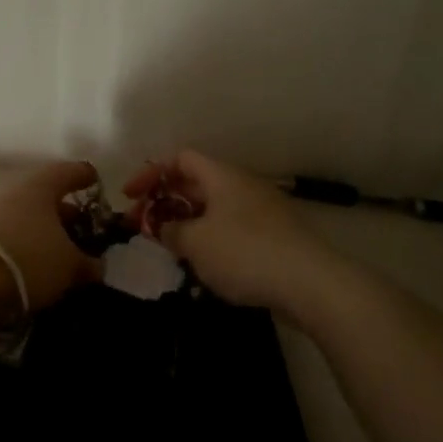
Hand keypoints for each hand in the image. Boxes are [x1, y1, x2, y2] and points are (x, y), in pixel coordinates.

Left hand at [0, 160, 104, 310]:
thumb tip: (95, 266)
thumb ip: (87, 264)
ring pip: (22, 213)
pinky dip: (18, 242)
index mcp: (42, 183)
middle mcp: (13, 187)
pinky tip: (25, 263)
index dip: (86, 177)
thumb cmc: (28, 257)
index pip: (71, 171)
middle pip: (44, 194)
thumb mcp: (69, 266)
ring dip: (39, 229)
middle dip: (63, 212)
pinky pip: (4, 231)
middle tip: (80, 231)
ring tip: (53, 254)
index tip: (95, 184)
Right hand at [121, 150, 328, 309]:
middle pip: (196, 183)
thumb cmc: (245, 253)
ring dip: (187, 222)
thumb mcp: (195, 242)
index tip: (130, 197)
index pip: (180, 158)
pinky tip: (203, 263)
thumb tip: (162, 226)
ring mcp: (262, 211)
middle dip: (166, 200)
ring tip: (170, 246)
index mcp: (222, 176)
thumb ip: (170, 230)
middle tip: (144, 225)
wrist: (312, 283)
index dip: (151, 172)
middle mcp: (243, 185)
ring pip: (214, 208)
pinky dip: (210, 238)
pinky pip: (231, 227)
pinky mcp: (274, 237)